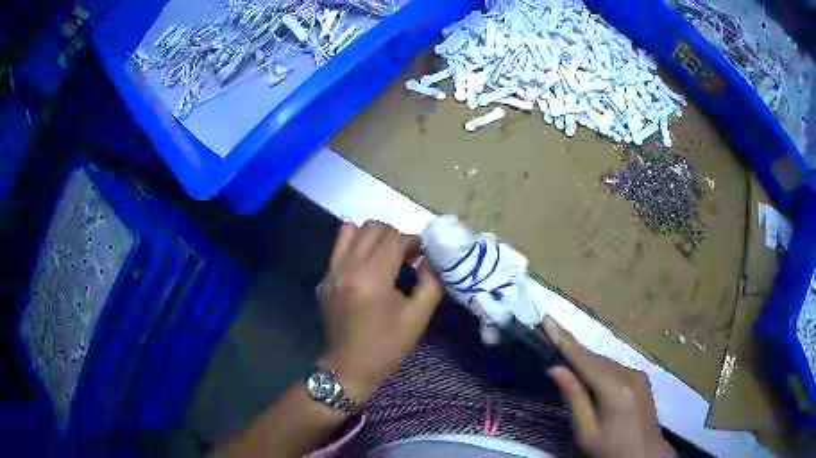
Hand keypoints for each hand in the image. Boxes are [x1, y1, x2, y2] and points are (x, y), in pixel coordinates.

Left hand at [317, 221, 443, 401]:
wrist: (349, 367)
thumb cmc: (387, 346)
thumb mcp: (418, 317)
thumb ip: (430, 283)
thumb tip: (429, 260)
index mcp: (372, 278)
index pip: (394, 239)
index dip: (413, 242)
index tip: (421, 256)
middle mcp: (348, 267)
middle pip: (373, 228)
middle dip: (394, 236)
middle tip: (405, 256)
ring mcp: (331, 272)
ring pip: (351, 230)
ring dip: (372, 236)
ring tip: (383, 255)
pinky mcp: (324, 279)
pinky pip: (339, 248)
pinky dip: (355, 247)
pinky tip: (366, 268)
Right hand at [543, 317, 675, 457]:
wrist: (644, 455)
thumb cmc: (610, 449)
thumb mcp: (586, 432)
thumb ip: (574, 399)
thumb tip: (555, 369)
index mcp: (615, 389)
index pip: (584, 360)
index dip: (564, 340)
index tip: (548, 319)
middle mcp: (629, 375)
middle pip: (595, 359)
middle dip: (573, 350)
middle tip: (551, 337)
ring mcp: (639, 375)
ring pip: (605, 364)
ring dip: (586, 361)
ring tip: (566, 359)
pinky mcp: (642, 380)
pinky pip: (615, 369)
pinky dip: (599, 370)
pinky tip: (591, 376)